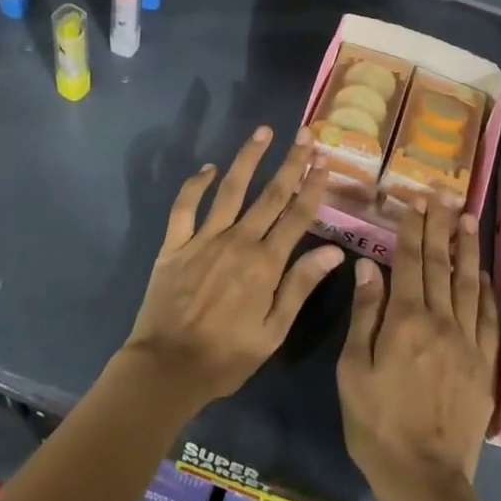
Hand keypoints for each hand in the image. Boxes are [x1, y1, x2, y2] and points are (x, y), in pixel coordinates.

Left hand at [121, 126, 344, 411]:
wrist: (166, 368)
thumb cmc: (226, 357)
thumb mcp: (273, 332)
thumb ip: (300, 287)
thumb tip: (333, 251)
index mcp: (265, 264)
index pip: (297, 216)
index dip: (313, 186)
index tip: (324, 161)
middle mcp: (238, 242)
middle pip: (271, 194)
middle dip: (291, 162)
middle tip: (304, 134)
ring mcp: (204, 239)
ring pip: (231, 189)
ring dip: (248, 158)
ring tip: (263, 132)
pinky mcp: (175, 244)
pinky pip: (185, 207)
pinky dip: (196, 185)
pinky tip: (208, 168)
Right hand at [338, 198, 500, 497]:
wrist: (424, 476)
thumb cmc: (376, 423)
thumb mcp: (353, 370)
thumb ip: (365, 314)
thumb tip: (369, 266)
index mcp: (405, 321)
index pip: (410, 263)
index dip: (413, 230)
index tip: (415, 202)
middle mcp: (441, 322)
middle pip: (441, 265)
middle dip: (440, 228)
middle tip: (442, 197)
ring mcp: (468, 342)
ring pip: (469, 284)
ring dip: (467, 249)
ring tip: (467, 219)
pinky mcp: (485, 364)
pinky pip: (489, 318)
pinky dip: (487, 291)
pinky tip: (485, 274)